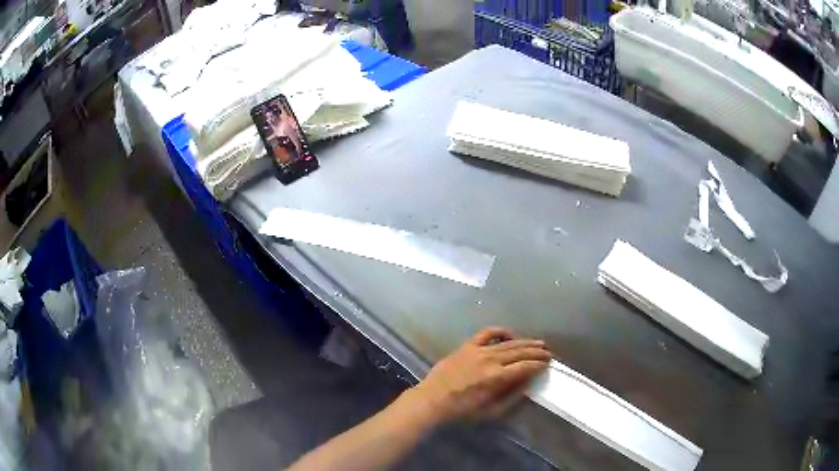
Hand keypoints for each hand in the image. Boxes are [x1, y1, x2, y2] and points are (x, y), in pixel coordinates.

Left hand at [407, 327, 551, 423]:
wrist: (432, 401)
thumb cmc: (462, 411)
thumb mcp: (491, 412)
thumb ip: (512, 397)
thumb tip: (528, 384)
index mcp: (497, 377)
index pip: (525, 367)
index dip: (539, 364)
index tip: (548, 364)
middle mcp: (490, 360)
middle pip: (519, 352)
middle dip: (536, 352)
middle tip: (548, 352)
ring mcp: (478, 350)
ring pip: (507, 343)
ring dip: (525, 342)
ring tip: (538, 343)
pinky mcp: (467, 346)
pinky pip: (486, 334)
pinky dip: (500, 332)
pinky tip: (509, 335)